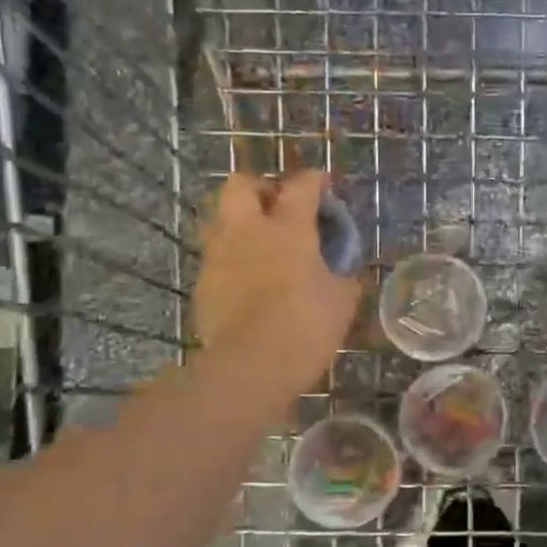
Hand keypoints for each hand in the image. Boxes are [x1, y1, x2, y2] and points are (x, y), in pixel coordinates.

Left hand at [195, 171, 361, 396]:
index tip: (324, 185)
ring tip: (261, 243)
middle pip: (241, 184)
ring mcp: (219, 255)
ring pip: (221, 217)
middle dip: (261, 188)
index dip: (315, 180)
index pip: (301, 186)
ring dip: (241, 222)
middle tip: (279, 207)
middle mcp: (248, 230)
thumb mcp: (342, 301)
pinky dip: (232, 257)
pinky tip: (249, 278)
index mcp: (288, 228)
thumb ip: (343, 276)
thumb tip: (344, 271)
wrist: (250, 366)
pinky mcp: (203, 283)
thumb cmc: (305, 326)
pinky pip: (216, 255)